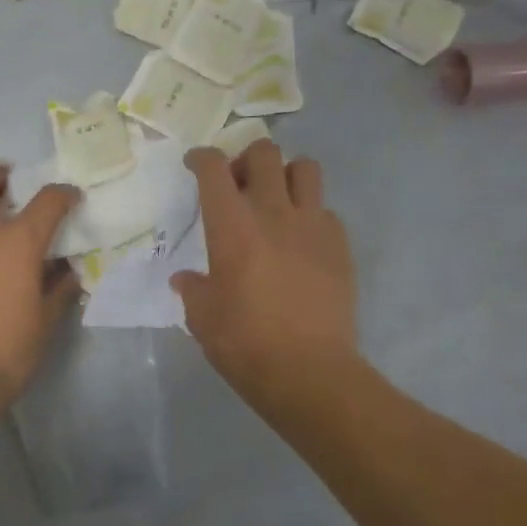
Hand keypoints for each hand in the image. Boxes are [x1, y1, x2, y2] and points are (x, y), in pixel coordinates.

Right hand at [171, 142, 358, 400]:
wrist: (309, 372)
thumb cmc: (245, 344)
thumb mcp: (202, 318)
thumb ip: (193, 289)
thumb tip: (186, 279)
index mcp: (232, 227)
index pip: (214, 170)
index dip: (202, 158)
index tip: (196, 164)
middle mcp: (274, 213)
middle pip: (264, 154)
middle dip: (246, 158)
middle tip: (239, 183)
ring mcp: (313, 226)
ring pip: (305, 168)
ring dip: (286, 174)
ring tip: (276, 200)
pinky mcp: (340, 245)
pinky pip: (326, 210)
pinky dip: (311, 214)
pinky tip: (301, 241)